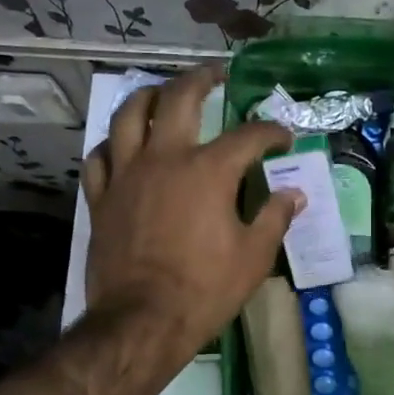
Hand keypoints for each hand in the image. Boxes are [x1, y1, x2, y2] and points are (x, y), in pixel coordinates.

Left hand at [81, 67, 300, 361]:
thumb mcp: (254, 256)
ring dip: (148, 96)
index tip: (283, 136)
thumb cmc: (205, 289)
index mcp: (208, 171)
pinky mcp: (101, 198)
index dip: (271, 131)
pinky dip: (112, 145)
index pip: (248, 136)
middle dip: (202, 79)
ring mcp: (127, 175)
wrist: (143, 320)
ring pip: (129, 116)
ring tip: (162, 92)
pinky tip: (121, 146)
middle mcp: (165, 159)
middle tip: (216, 74)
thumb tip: (294, 194)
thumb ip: (275, 217)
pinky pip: (99, 157)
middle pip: (180, 99)